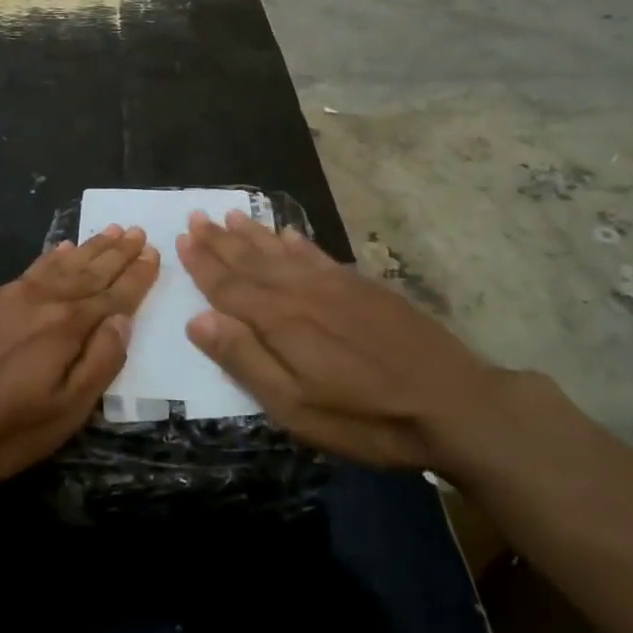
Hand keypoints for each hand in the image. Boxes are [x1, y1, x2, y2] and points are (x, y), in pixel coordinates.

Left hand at [0, 226, 159, 488]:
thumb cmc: (3, 429)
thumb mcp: (65, 412)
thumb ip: (100, 363)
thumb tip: (123, 320)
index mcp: (68, 325)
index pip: (114, 295)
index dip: (137, 276)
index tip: (155, 254)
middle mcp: (44, 299)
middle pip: (90, 271)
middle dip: (118, 253)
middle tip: (139, 232)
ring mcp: (12, 296)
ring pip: (62, 264)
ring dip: (90, 248)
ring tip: (112, 231)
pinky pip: (32, 268)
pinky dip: (52, 256)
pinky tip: (61, 249)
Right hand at [177, 211, 522, 478]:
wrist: (451, 402)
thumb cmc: (365, 417)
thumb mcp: (295, 407)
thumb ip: (245, 360)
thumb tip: (198, 319)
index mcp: (279, 321)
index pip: (229, 286)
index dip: (204, 264)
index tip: (182, 239)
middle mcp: (301, 292)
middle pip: (252, 261)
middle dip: (220, 241)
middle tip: (196, 216)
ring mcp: (335, 285)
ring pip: (282, 252)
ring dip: (252, 234)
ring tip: (229, 215)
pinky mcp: (363, 287)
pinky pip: (318, 255)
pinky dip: (297, 242)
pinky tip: (287, 233)